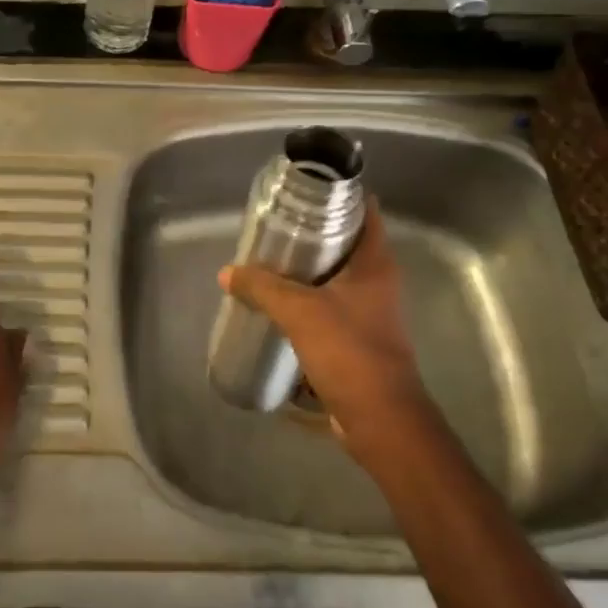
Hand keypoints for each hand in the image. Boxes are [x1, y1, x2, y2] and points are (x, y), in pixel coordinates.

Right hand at [218, 200, 428, 466]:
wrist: (380, 418)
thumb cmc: (349, 351)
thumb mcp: (299, 312)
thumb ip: (262, 288)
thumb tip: (228, 273)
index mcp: (375, 264)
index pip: (365, 212)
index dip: (340, 195)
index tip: (306, 190)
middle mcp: (378, 282)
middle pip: (346, 243)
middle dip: (313, 233)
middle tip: (276, 226)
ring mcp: (370, 311)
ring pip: (336, 277)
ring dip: (308, 270)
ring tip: (270, 262)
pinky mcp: (358, 338)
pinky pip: (329, 307)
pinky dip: (307, 301)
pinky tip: (278, 305)